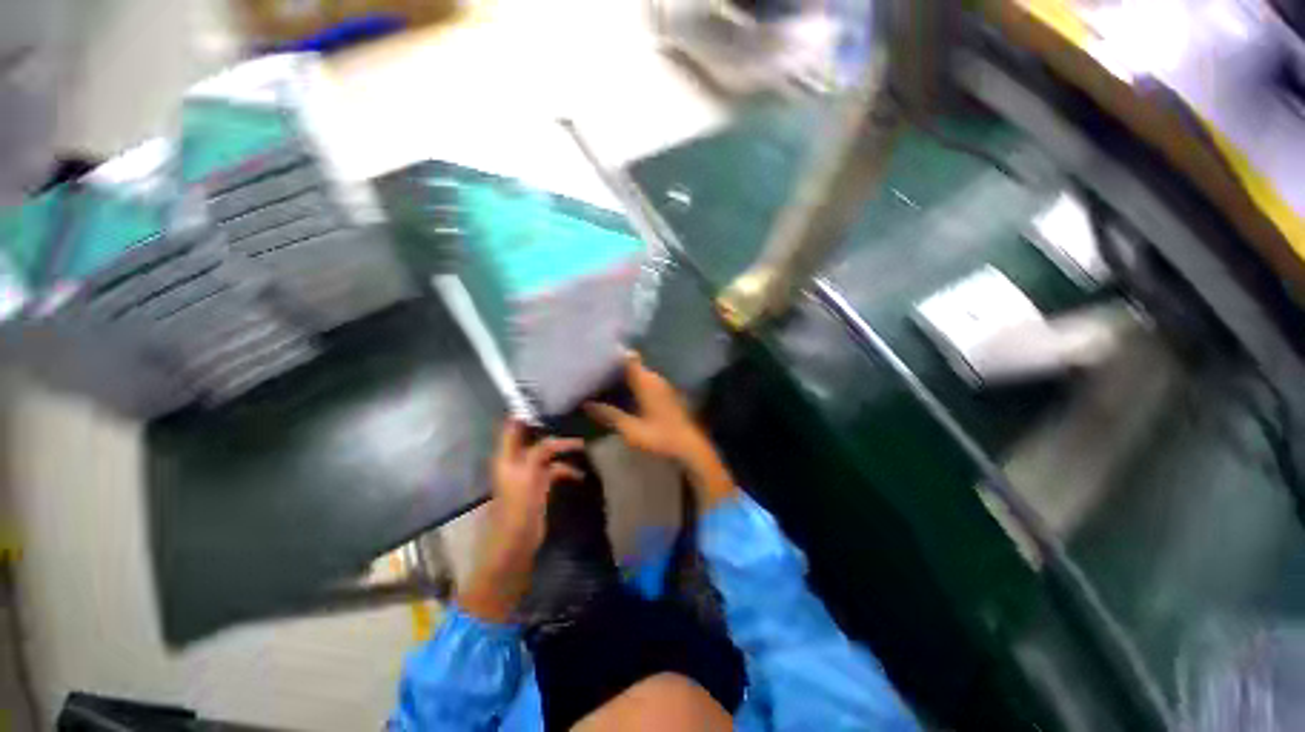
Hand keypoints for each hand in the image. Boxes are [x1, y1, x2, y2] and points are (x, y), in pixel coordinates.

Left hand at [461, 420, 583, 622]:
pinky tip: (580, 474)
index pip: (513, 427)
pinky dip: (566, 469)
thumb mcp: (528, 480)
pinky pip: (554, 470)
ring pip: (546, 452)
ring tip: (582, 444)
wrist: (513, 552)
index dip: (525, 412)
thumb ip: (539, 455)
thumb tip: (553, 438)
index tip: (545, 398)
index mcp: (507, 458)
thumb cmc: (516, 515)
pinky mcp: (538, 487)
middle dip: (549, 426)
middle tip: (570, 415)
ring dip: (562, 448)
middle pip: (532, 436)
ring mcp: (527, 475)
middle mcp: (515, 462)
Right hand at [585, 352, 736, 511]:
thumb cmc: (660, 437)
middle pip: (632, 366)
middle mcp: (656, 378)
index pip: (628, 358)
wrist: (690, 448)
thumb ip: (609, 415)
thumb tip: (586, 404)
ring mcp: (663, 386)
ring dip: (624, 378)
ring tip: (603, 384)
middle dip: (614, 369)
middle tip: (594, 374)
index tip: (596, 358)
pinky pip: (646, 384)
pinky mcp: (667, 395)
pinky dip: (633, 386)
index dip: (613, 356)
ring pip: (639, 375)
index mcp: (647, 381)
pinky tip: (622, 396)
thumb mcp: (630, 429)